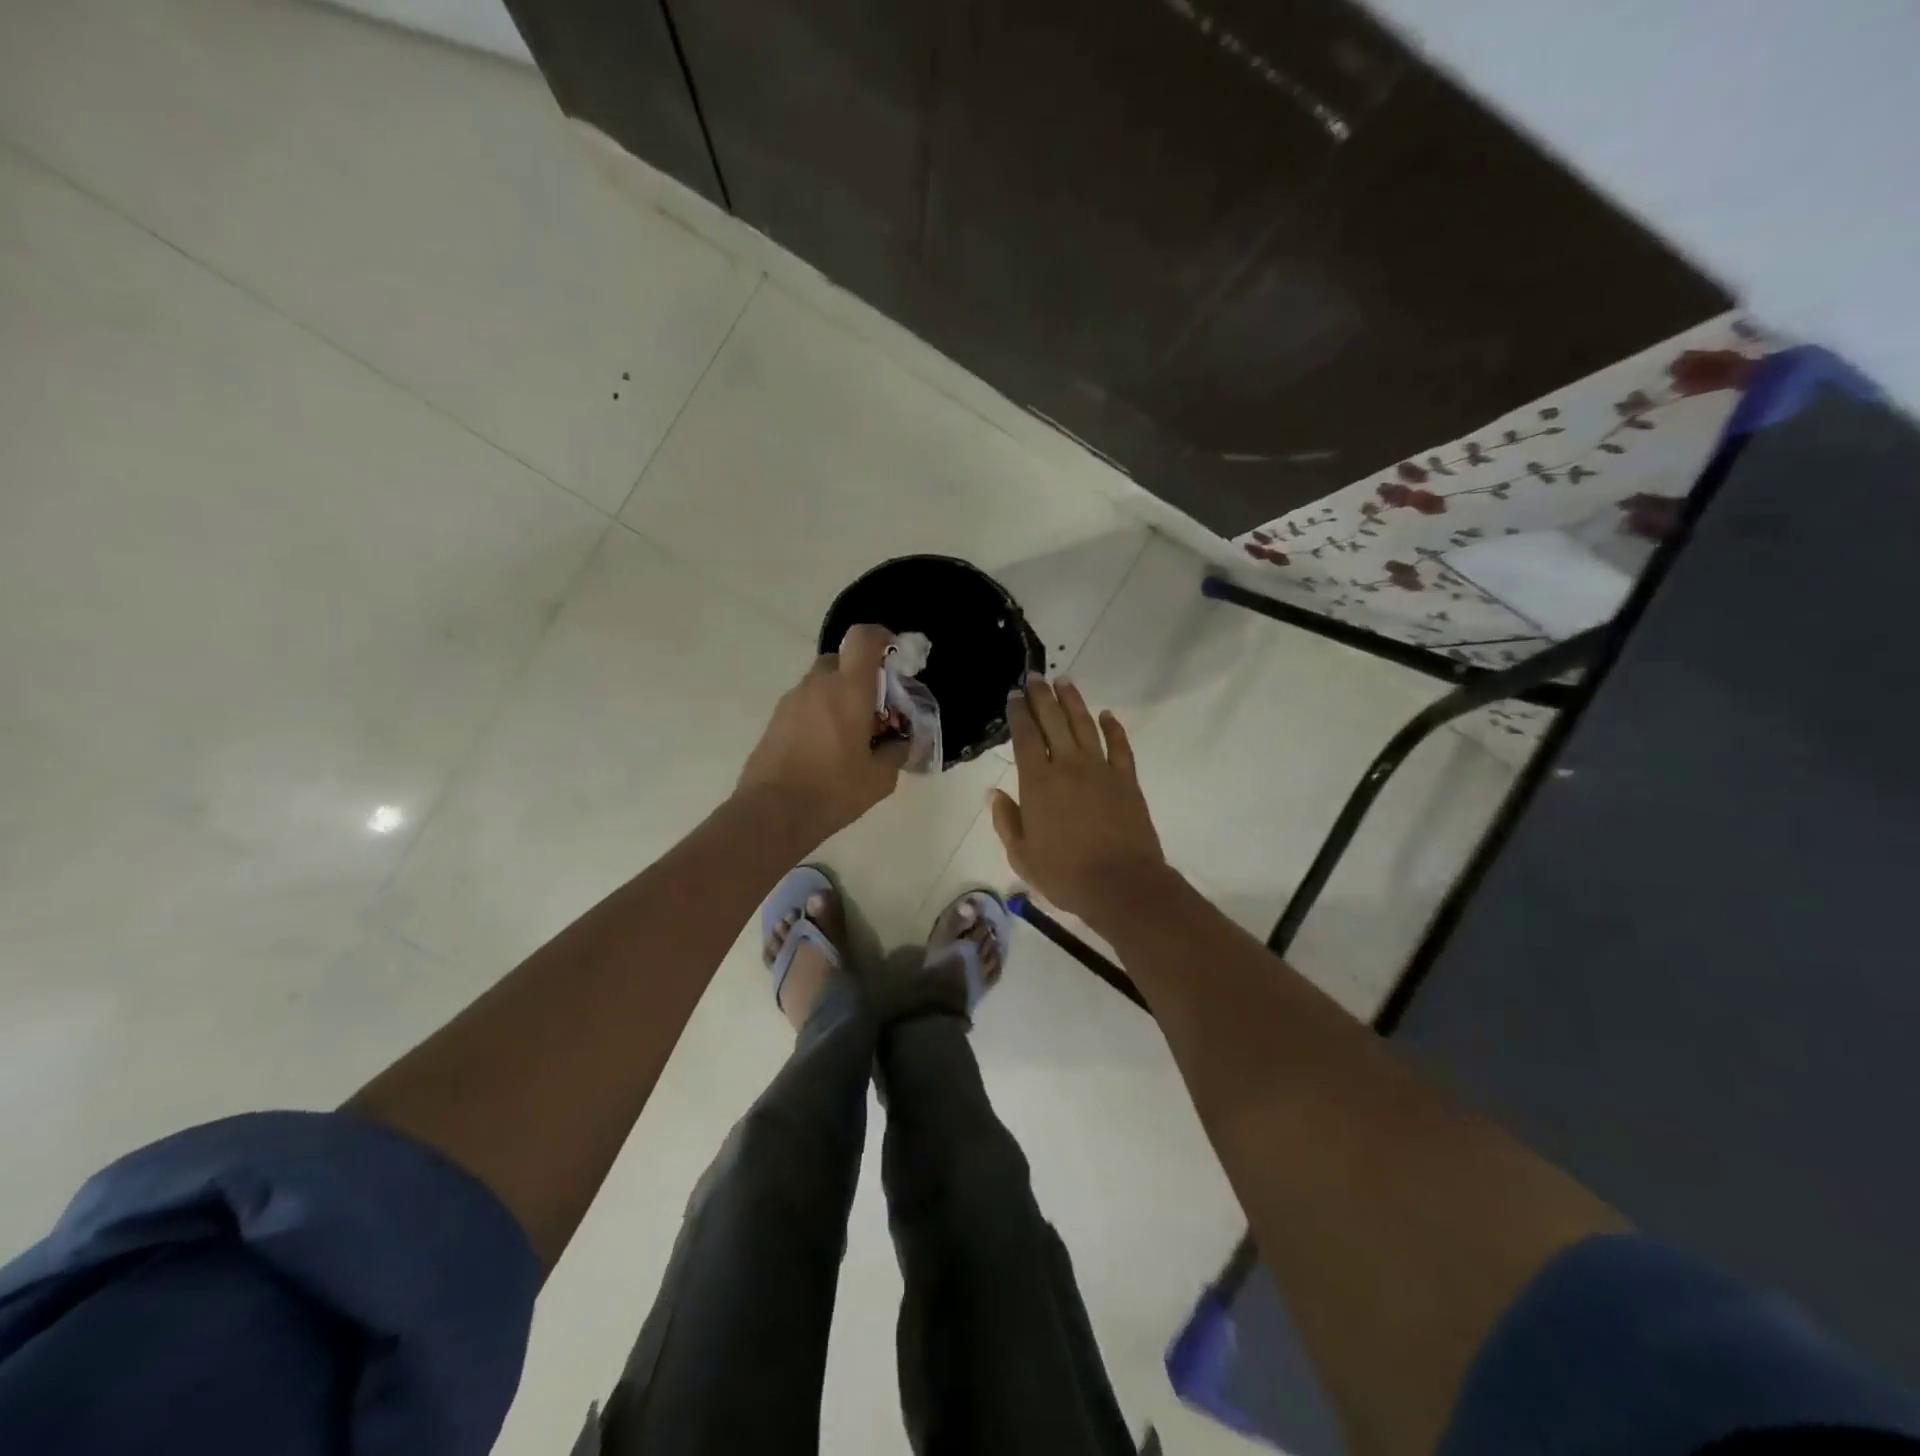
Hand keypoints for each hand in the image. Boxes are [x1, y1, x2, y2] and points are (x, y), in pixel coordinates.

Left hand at [737, 624, 909, 839]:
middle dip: (861, 675)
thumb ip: (897, 751)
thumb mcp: (880, 778)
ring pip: (821, 683)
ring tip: (852, 734)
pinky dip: (820, 713)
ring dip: (840, 696)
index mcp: (848, 689)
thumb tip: (903, 741)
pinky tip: (828, 748)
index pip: (863, 638)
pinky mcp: (775, 720)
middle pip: (841, 660)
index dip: (882, 637)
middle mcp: (817, 685)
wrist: (772, 814)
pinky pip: (806, 704)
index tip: (895, 655)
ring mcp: (791, 701)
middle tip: (876, 707)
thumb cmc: (833, 791)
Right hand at [991, 675, 1168, 925]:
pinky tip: (1107, 715)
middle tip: (1035, 678)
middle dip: (1042, 697)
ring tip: (1065, 682)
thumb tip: (995, 794)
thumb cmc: (1065, 874)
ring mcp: (1101, 769)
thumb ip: (1006, 821)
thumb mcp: (1022, 856)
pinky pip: (1120, 746)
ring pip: (1085, 725)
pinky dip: (1113, 728)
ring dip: (1073, 702)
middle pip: (1054, 721)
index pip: (1026, 737)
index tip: (1014, 696)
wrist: (1121, 885)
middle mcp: (1068, 766)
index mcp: (1038, 783)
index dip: (1019, 714)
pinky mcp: (1126, 779)